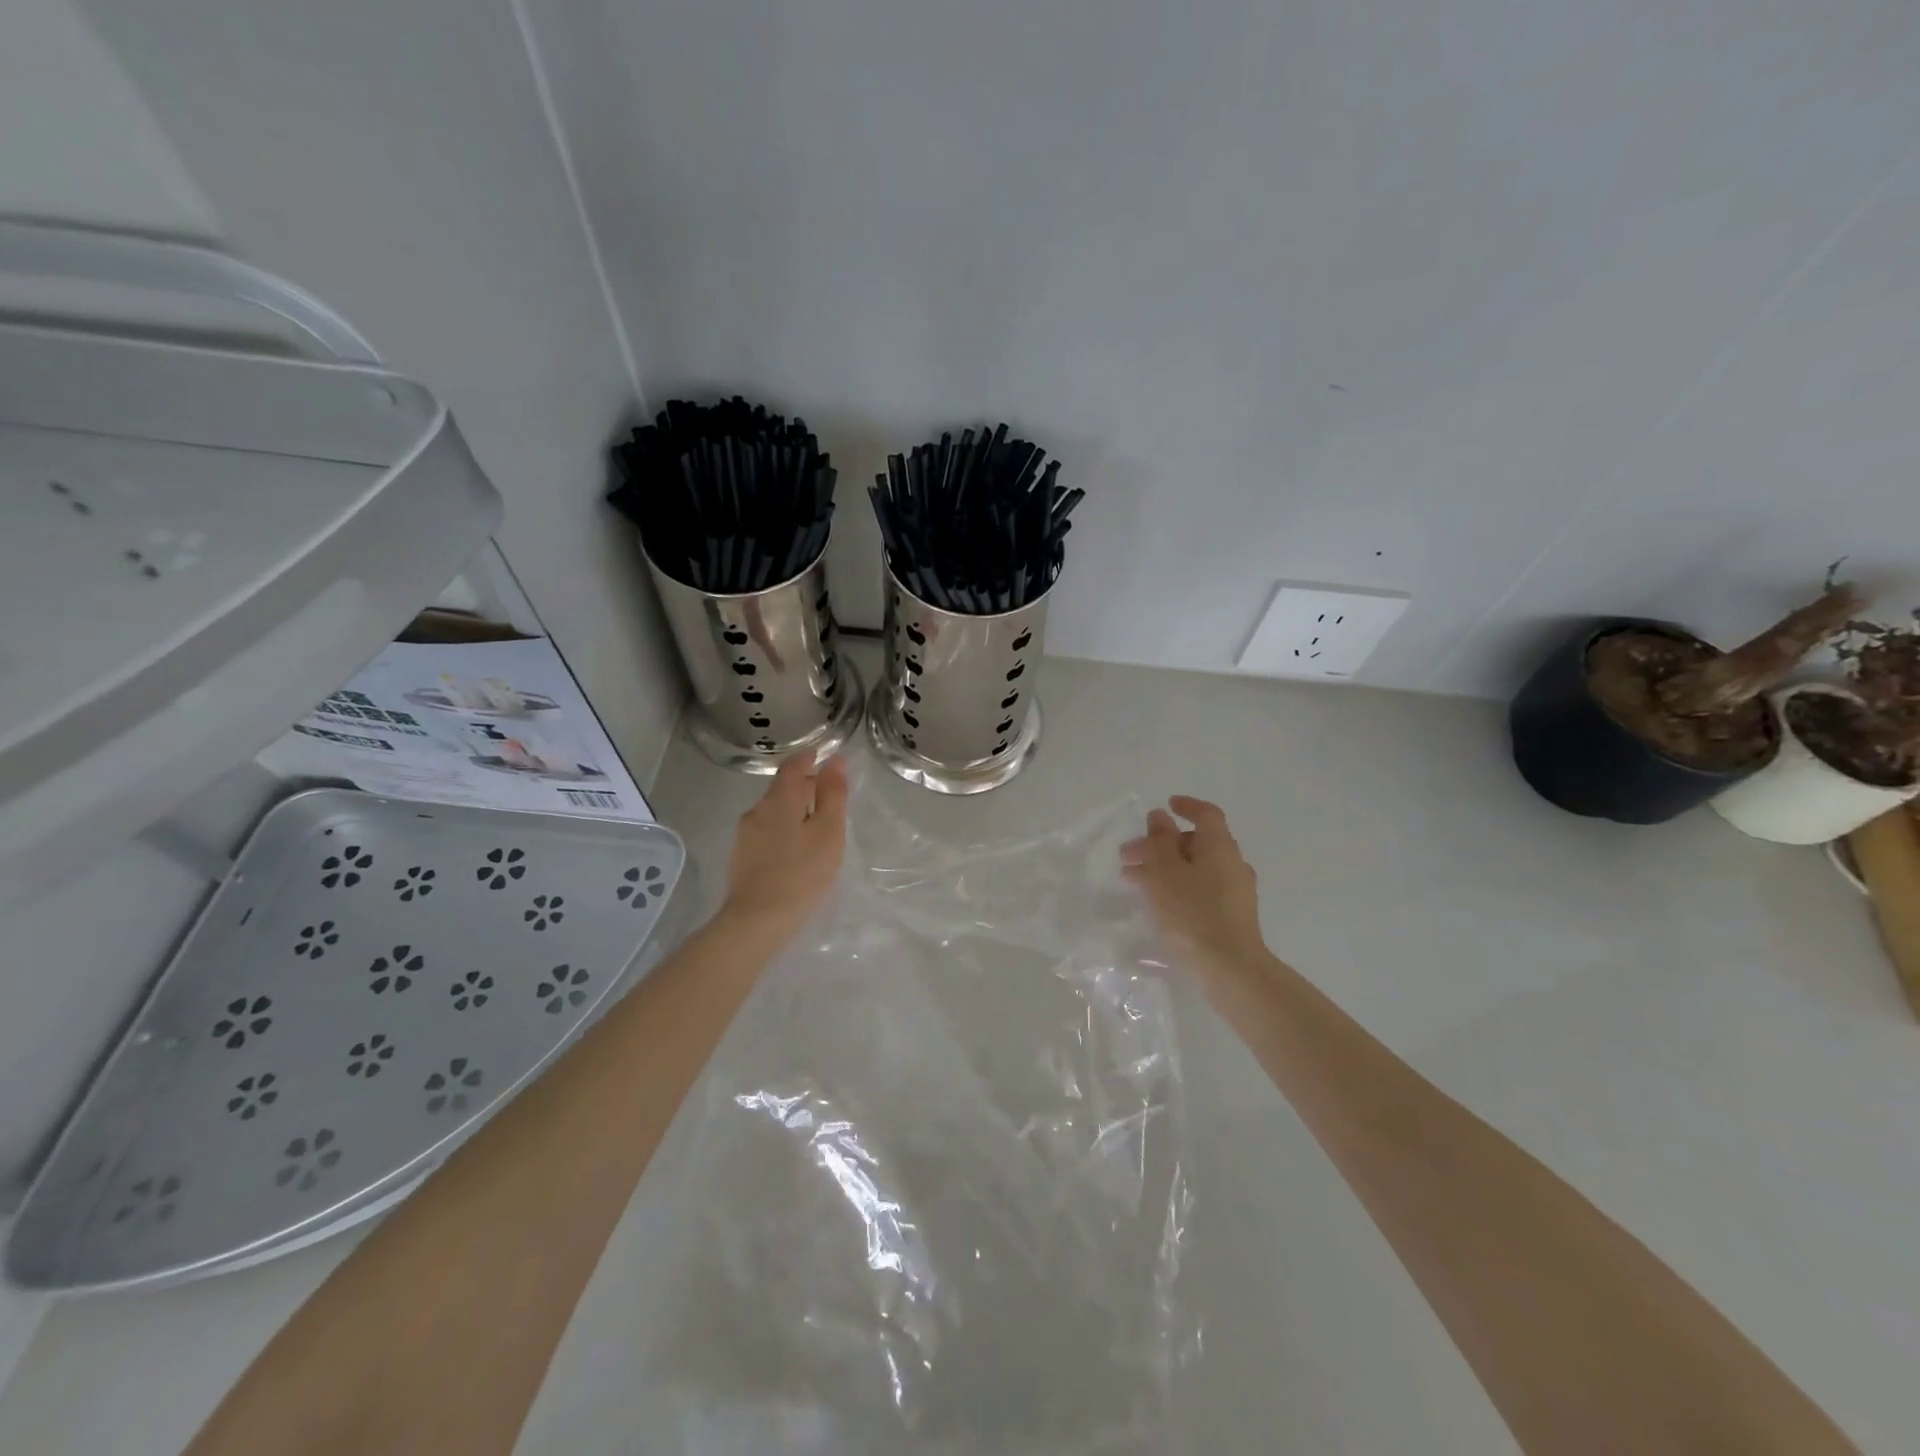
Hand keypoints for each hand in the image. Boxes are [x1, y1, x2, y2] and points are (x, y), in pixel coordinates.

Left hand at [719, 753, 849, 944]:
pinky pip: (766, 831)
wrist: (757, 920)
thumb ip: (833, 794)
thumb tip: (835, 760)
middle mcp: (757, 810)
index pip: (792, 766)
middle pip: (781, 789)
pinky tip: (794, 848)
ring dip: (792, 809)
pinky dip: (783, 829)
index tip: (821, 755)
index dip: (807, 758)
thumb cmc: (802, 873)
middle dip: (803, 786)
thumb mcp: (828, 832)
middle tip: (827, 794)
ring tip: (814, 824)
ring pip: (773, 811)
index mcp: (779, 800)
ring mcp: (745, 835)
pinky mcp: (741, 856)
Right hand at [1122, 796, 1266, 972]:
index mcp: (1219, 846)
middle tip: (1129, 855)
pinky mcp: (1233, 916)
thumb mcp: (1165, 872)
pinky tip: (1157, 903)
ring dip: (1165, 867)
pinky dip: (1178, 886)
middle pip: (1196, 842)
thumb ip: (1159, 841)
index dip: (1186, 806)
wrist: (1231, 969)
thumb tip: (1160, 817)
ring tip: (1134, 881)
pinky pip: (1202, 889)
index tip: (1166, 805)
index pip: (1206, 814)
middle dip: (1161, 844)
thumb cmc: (1192, 913)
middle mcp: (1233, 863)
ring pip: (1196, 867)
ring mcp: (1236, 891)